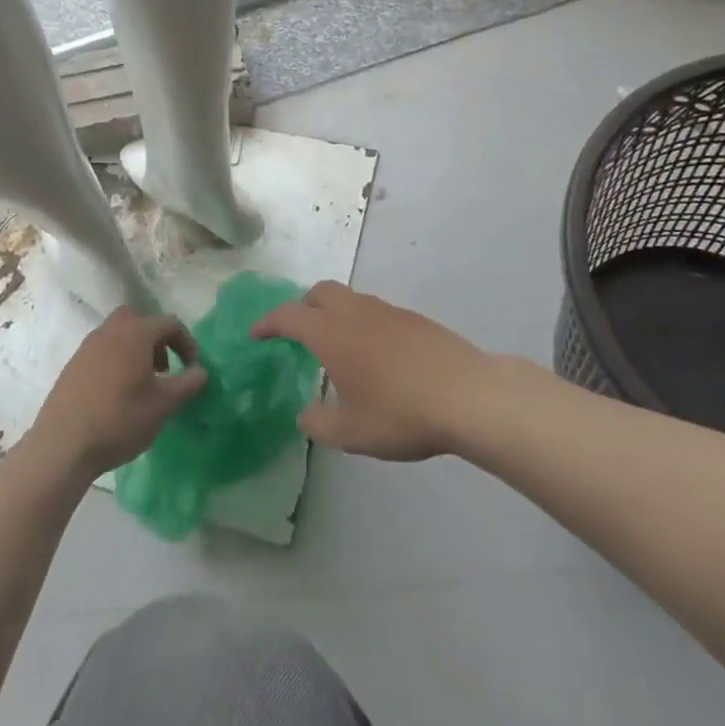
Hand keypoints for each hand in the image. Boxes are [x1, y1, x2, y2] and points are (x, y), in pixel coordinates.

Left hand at [24, 308, 208, 481]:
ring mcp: (87, 347)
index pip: (170, 323)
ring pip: (118, 334)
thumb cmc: (120, 420)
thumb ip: (188, 384)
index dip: (187, 342)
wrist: (62, 445)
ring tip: (143, 382)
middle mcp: (110, 331)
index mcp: (135, 333)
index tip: (193, 367)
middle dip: (156, 338)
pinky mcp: (73, 365)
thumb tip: (201, 370)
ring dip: (136, 349)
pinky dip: (116, 360)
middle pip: (139, 319)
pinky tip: (117, 393)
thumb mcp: (163, 405)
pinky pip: (102, 350)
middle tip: (164, 367)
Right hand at [253, 282, 491, 460]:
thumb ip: (319, 424)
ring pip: (351, 299)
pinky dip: (362, 324)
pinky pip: (376, 312)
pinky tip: (375, 357)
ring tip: (337, 348)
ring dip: (334, 314)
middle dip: (302, 306)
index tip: (256, 334)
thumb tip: (306, 414)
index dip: (268, 322)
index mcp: (331, 333)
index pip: (289, 315)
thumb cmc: (401, 413)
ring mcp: (388, 312)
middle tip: (296, 332)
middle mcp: (356, 313)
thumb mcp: (351, 433)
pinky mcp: (414, 320)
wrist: (468, 395)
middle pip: (320, 292)